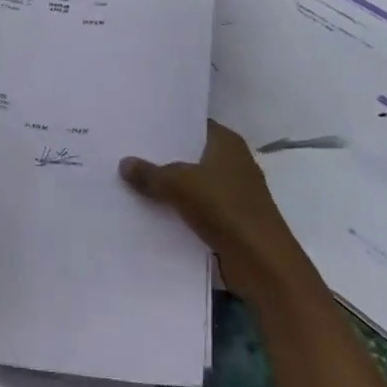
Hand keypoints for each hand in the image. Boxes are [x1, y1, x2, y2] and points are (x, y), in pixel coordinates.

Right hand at [119, 121, 306, 285]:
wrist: (261, 263)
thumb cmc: (224, 208)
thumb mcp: (178, 184)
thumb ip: (149, 173)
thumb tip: (124, 163)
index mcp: (227, 143)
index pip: (193, 124)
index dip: (167, 125)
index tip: (138, 126)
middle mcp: (233, 162)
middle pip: (190, 154)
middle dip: (163, 156)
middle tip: (126, 151)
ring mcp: (233, 192)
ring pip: (192, 182)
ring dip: (169, 185)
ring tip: (131, 179)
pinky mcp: (230, 219)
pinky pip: (196, 207)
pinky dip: (178, 208)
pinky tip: (150, 209)